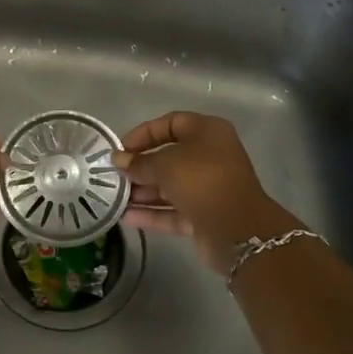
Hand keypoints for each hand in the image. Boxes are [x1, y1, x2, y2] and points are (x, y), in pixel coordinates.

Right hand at [116, 112, 293, 272]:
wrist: (237, 229)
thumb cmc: (201, 180)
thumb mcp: (165, 164)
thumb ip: (139, 162)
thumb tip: (118, 160)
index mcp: (207, 133)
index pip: (170, 123)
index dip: (143, 134)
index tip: (121, 150)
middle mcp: (210, 157)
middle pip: (168, 157)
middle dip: (140, 167)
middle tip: (114, 176)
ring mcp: (208, 188)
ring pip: (170, 186)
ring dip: (143, 192)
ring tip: (115, 199)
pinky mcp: (205, 215)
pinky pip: (173, 210)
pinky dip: (152, 213)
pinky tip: (126, 217)